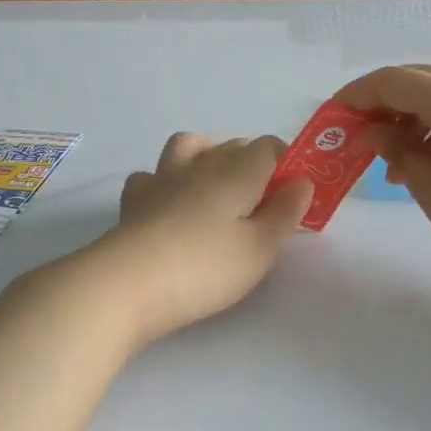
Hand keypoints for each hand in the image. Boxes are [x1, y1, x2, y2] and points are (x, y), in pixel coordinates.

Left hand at [87, 133, 313, 346]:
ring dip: (207, 157)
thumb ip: (286, 212)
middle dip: (253, 164)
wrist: (128, 284)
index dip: (286, 163)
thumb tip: (302, 181)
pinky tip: (170, 206)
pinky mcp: (134, 201)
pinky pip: (153, 176)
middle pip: (233, 146)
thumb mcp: (261, 248)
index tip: (292, 194)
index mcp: (238, 172)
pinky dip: (165, 183)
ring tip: (216, 191)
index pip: (269, 147)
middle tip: (262, 206)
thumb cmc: (206, 267)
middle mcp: (201, 165)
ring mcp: (163, 179)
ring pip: (189, 147)